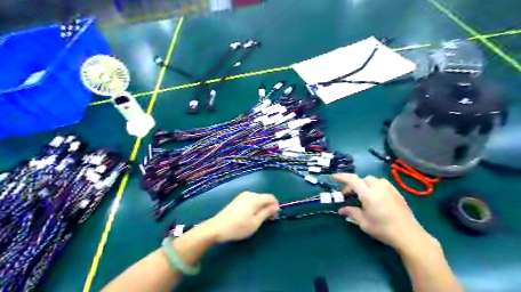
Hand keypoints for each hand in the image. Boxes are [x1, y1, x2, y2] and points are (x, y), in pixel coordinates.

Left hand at [202, 191, 280, 243]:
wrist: (217, 228)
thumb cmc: (239, 227)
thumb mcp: (256, 222)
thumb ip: (267, 212)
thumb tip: (276, 206)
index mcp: (255, 198)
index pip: (271, 197)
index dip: (276, 205)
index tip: (275, 216)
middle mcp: (249, 194)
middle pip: (264, 197)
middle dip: (268, 206)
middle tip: (268, 219)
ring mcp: (242, 196)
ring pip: (257, 199)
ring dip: (261, 206)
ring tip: (259, 218)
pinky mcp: (237, 200)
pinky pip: (250, 200)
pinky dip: (254, 206)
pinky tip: (250, 215)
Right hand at [334, 173, 435, 250]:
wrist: (408, 235)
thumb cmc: (383, 229)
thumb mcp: (364, 223)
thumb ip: (352, 213)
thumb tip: (341, 210)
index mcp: (368, 194)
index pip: (352, 180)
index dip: (342, 177)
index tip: (334, 177)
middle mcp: (379, 188)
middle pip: (363, 179)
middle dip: (354, 184)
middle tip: (350, 196)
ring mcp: (389, 189)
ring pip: (373, 179)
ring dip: (365, 184)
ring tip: (364, 194)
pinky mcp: (397, 192)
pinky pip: (383, 183)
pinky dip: (375, 186)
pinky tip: (377, 197)